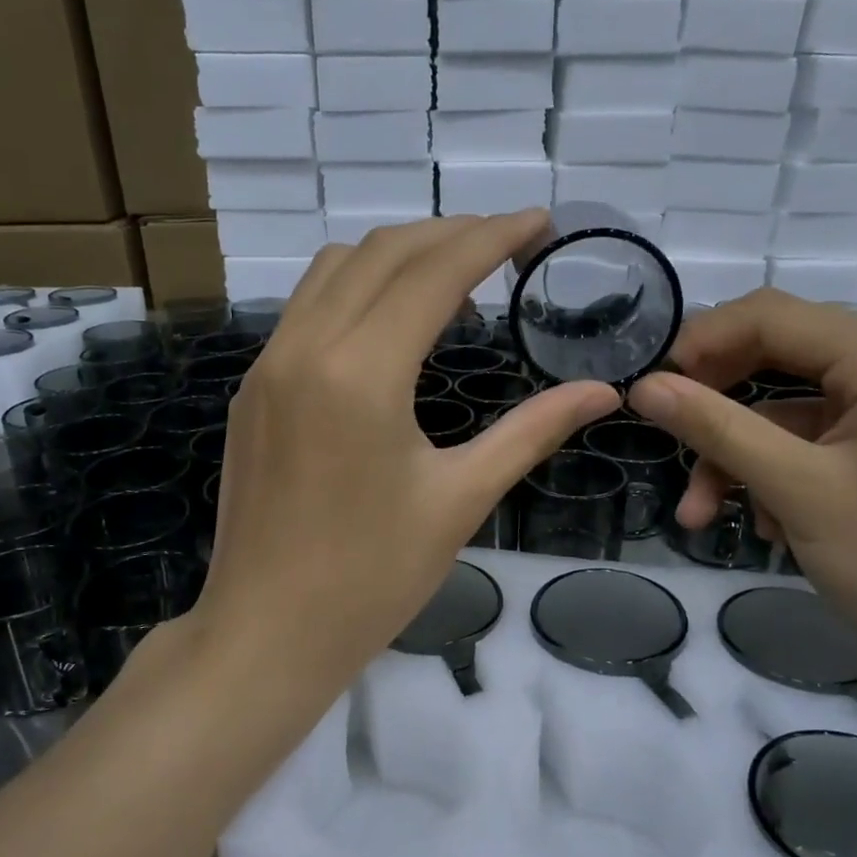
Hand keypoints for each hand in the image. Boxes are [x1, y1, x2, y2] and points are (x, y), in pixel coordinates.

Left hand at [189, 212, 620, 698]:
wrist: (266, 633)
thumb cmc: (371, 578)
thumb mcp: (460, 500)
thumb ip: (531, 431)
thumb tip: (603, 392)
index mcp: (361, 373)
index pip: (434, 272)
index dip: (493, 237)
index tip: (540, 223)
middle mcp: (305, 347)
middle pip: (384, 252)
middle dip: (452, 234)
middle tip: (509, 244)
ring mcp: (268, 364)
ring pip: (336, 268)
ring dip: (400, 253)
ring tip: (457, 275)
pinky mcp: (253, 387)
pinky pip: (308, 305)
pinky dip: (359, 286)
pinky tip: (393, 320)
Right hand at [627, 290, 856, 688]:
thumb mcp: (799, 491)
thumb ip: (718, 429)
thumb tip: (644, 387)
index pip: (766, 315)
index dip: (698, 344)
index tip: (646, 391)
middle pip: (770, 358)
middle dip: (713, 407)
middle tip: (666, 442)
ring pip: (779, 413)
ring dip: (734, 458)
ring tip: (702, 516)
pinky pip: (804, 447)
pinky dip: (771, 479)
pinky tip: (766, 530)